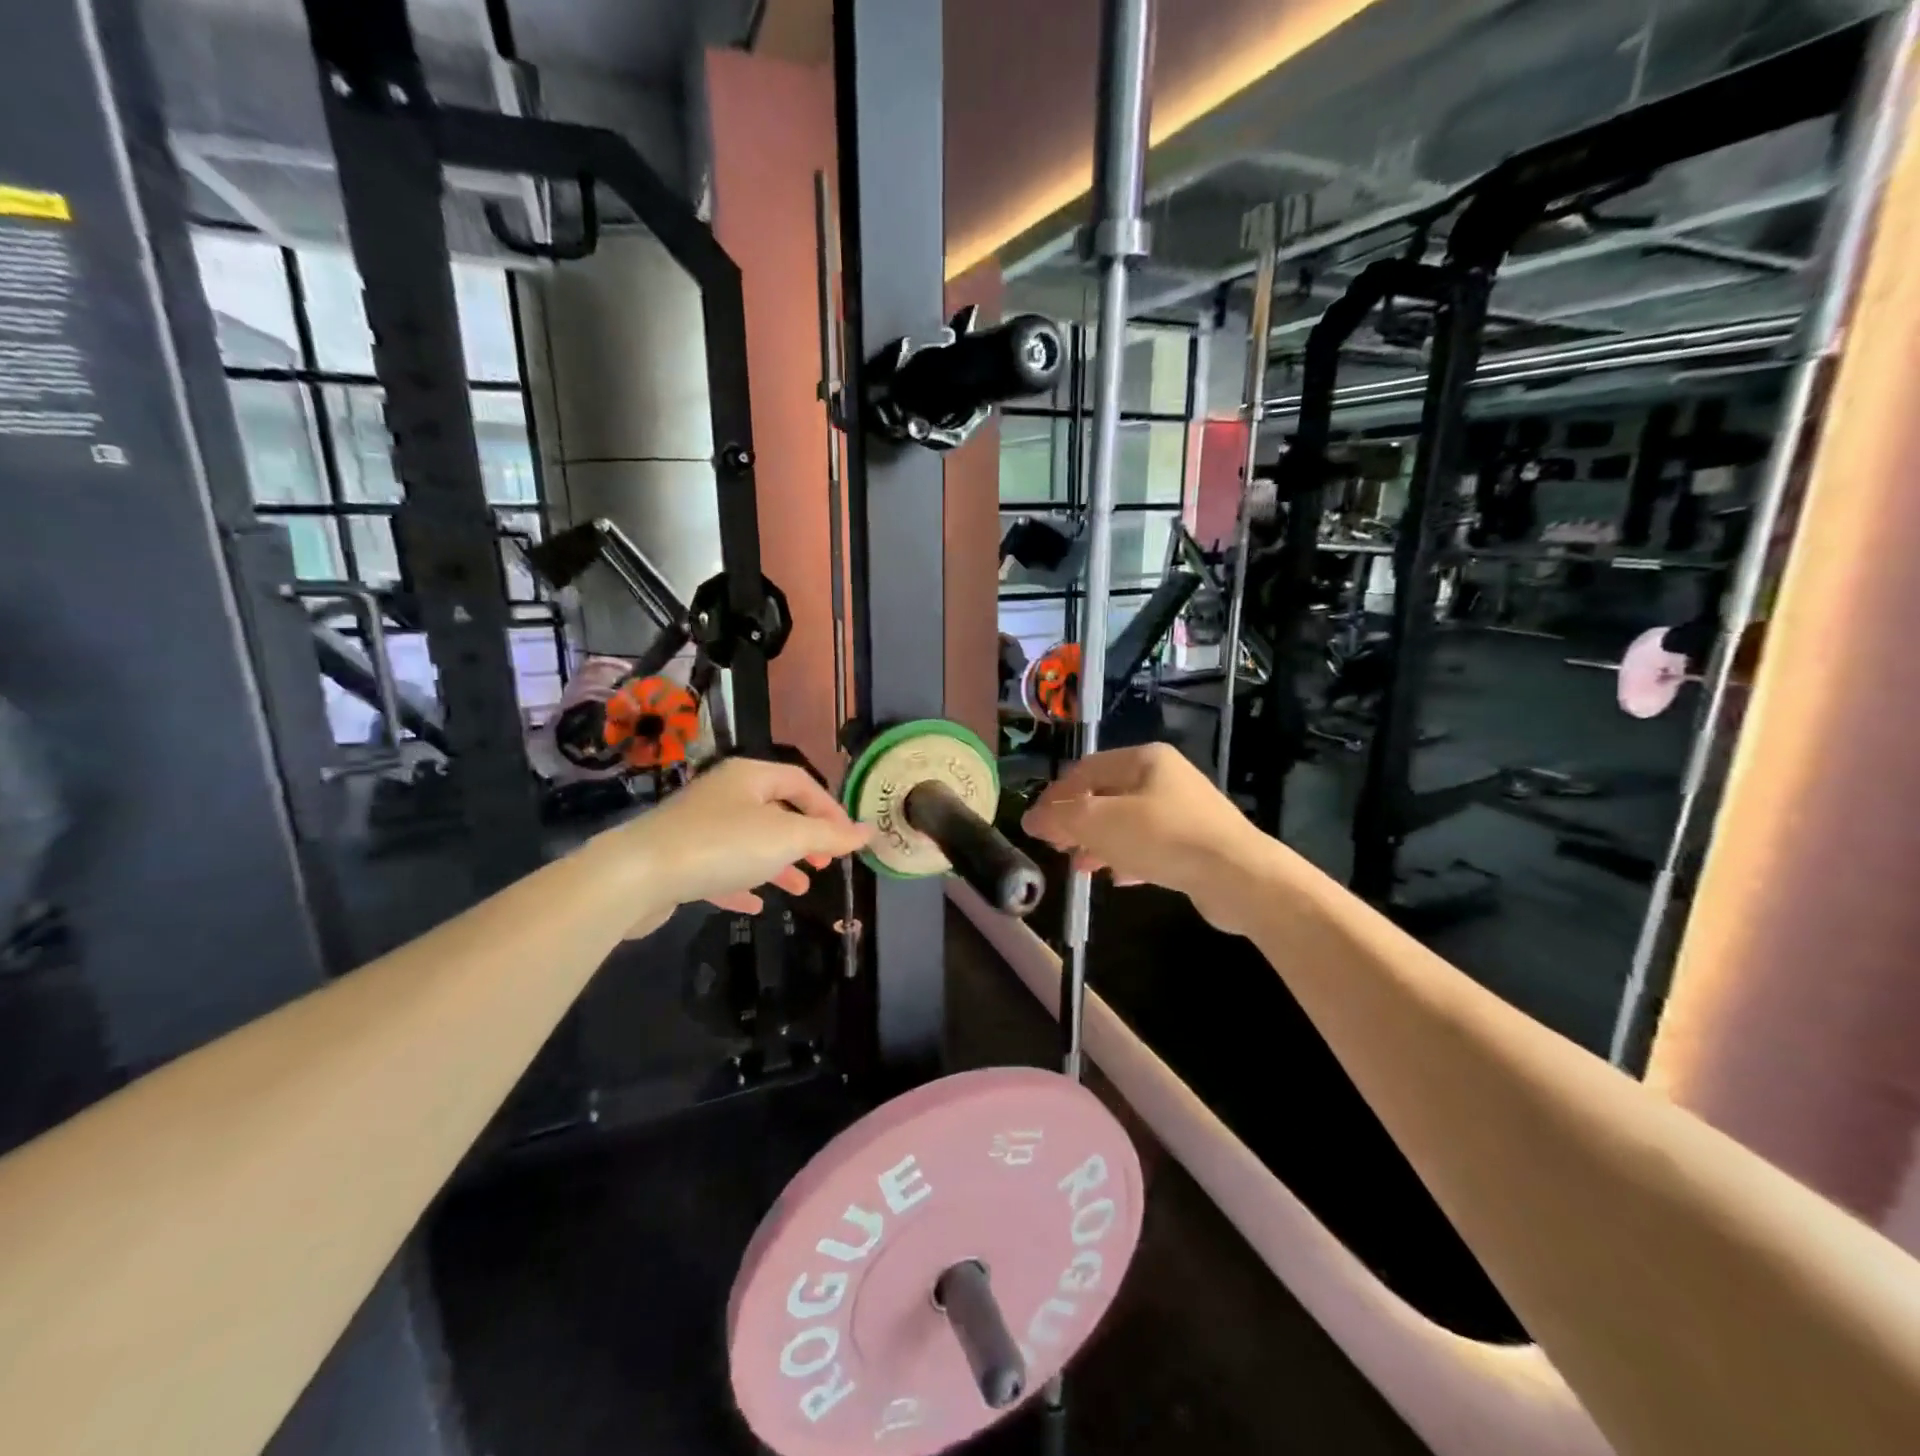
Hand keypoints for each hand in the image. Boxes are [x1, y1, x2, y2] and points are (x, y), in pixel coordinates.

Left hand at [612, 757, 871, 916]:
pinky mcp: (680, 859)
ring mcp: (698, 826)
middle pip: (775, 810)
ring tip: (800, 888)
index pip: (801, 782)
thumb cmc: (723, 845)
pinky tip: (756, 904)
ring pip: (750, 841)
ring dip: (778, 863)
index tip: (848, 840)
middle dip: (804, 838)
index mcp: (749, 777)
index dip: (829, 809)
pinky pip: (721, 867)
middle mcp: (724, 794)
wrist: (638, 875)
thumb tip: (867, 831)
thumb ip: (829, 835)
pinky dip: (744, 881)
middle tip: (825, 864)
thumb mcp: (787, 837)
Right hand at [1021, 744, 1283, 934]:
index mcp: (1144, 760)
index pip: (1086, 769)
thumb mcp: (1101, 823)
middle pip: (1107, 795)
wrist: (1238, 877)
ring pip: (1128, 822)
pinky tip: (1118, 877)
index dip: (1056, 795)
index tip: (1036, 824)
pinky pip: (1151, 845)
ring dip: (1100, 843)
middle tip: (1056, 846)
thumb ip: (1061, 818)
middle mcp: (1165, 778)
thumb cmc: (1163, 837)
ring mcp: (1184, 811)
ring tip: (1080, 866)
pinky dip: (1129, 857)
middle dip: (1077, 821)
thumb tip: (1030, 818)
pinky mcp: (1196, 843)